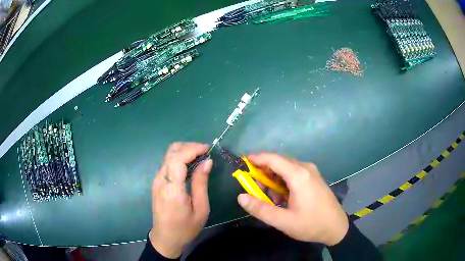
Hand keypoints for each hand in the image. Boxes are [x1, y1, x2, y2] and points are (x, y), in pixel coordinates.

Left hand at [150, 142, 212, 257]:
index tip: (208, 149)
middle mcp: (161, 180)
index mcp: (172, 189)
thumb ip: (201, 183)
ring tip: (200, 157)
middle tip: (205, 152)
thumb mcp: (200, 209)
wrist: (165, 238)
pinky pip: (167, 163)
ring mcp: (157, 180)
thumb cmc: (185, 228)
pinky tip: (190, 165)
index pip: (177, 159)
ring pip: (168, 155)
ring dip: (184, 151)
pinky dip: (179, 158)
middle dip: (189, 146)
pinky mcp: (157, 182)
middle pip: (171, 152)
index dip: (192, 149)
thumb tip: (207, 161)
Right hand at [237, 153, 348, 245]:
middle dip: (263, 171)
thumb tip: (240, 197)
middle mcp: (305, 168)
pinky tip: (282, 196)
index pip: (273, 158)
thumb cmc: (310, 224)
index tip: (242, 162)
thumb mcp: (283, 221)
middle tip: (253, 187)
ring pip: (286, 168)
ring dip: (273, 178)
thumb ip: (260, 209)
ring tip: (268, 196)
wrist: (336, 227)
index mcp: (299, 175)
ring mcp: (312, 172)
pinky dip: (283, 181)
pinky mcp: (314, 177)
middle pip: (279, 161)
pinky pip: (294, 173)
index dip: (256, 158)